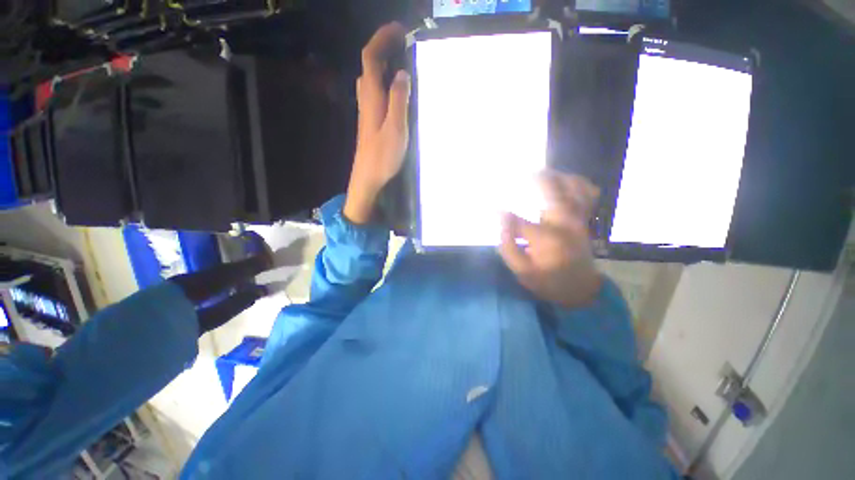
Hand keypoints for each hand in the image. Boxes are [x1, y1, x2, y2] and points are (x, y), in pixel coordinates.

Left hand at [344, 22, 410, 224]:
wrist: (368, 179)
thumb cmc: (382, 157)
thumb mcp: (396, 129)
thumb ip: (398, 100)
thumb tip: (402, 74)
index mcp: (372, 98)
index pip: (371, 58)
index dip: (382, 39)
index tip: (399, 30)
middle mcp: (366, 101)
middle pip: (369, 65)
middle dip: (383, 47)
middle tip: (402, 43)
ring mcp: (367, 112)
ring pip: (371, 79)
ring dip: (383, 64)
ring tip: (401, 60)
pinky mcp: (371, 122)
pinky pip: (376, 92)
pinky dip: (385, 81)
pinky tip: (395, 89)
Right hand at [499, 171, 602, 309]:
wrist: (580, 289)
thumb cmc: (548, 281)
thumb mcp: (521, 271)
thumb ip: (508, 245)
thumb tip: (501, 219)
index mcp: (546, 238)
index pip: (516, 219)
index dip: (500, 212)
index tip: (490, 208)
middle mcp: (565, 222)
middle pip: (552, 189)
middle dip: (533, 178)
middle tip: (518, 176)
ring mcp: (579, 218)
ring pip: (573, 186)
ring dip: (555, 176)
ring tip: (539, 175)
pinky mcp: (585, 219)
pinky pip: (588, 193)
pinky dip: (577, 183)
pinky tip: (564, 182)